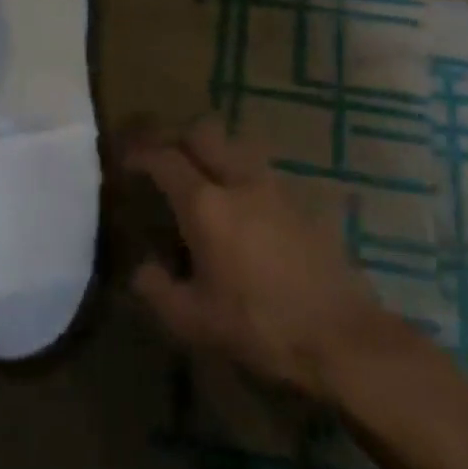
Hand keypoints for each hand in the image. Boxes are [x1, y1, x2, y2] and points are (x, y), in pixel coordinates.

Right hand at [121, 116, 432, 401]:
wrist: (342, 336)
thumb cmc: (260, 327)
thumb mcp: (194, 321)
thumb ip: (157, 289)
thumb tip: (142, 268)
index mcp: (206, 205)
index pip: (164, 158)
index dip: (140, 153)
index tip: (125, 160)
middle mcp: (240, 181)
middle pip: (203, 132)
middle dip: (176, 137)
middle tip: (163, 159)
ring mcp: (276, 187)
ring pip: (236, 146)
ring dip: (212, 152)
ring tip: (201, 181)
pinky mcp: (303, 202)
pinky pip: (262, 171)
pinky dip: (241, 174)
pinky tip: (242, 208)